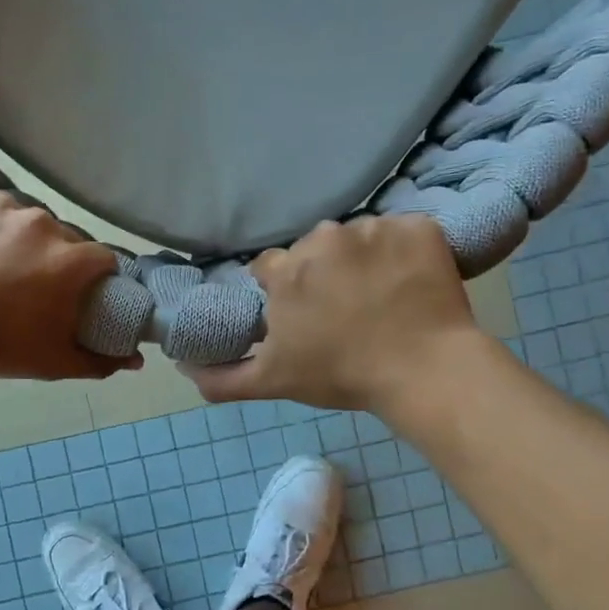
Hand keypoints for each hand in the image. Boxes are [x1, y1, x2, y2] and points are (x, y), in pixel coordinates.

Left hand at [0, 182, 136, 381]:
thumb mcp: (49, 362)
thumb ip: (99, 361)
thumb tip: (136, 360)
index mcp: (68, 259)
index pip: (103, 258)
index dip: (93, 277)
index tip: (76, 292)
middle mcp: (40, 220)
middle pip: (62, 235)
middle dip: (53, 257)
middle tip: (26, 283)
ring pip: (21, 215)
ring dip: (15, 236)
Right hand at [180, 216, 479, 412]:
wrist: (424, 371)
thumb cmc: (342, 375)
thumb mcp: (273, 382)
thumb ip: (222, 378)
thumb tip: (184, 369)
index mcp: (286, 270)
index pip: (271, 267)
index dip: (284, 292)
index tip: (303, 315)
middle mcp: (325, 237)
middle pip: (314, 250)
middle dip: (323, 274)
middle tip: (344, 311)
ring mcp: (375, 228)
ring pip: (358, 239)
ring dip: (363, 262)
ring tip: (380, 299)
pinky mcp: (419, 227)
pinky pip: (404, 233)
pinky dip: (405, 253)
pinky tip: (410, 284)